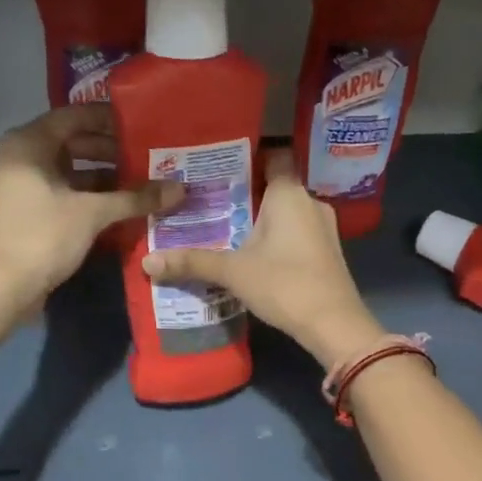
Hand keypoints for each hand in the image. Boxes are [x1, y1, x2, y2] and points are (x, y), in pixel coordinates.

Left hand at [0, 105, 179, 317]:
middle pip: (66, 143)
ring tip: (132, 183)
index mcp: (26, 144)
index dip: (107, 119)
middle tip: (141, 157)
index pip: (73, 116)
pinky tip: (108, 207)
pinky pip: (52, 192)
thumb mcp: (93, 213)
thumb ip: (135, 197)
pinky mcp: (14, 212)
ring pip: (60, 171)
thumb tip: (179, 188)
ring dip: (95, 176)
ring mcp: (11, 186)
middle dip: (105, 150)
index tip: (138, 126)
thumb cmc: (43, 237)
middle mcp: (13, 157)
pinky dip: (79, 195)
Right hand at [141, 148, 384, 367]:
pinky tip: (254, 254)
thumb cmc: (284, 284)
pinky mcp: (326, 252)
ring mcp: (323, 228)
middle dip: (246, 193)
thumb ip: (192, 262)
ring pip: (287, 213)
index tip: (219, 164)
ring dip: (262, 219)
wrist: (333, 324)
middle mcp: (310, 202)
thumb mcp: (233, 272)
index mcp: (289, 194)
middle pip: (275, 187)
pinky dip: (277, 238)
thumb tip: (147, 262)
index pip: (273, 156)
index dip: (248, 156)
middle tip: (210, 200)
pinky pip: (296, 233)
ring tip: (226, 227)